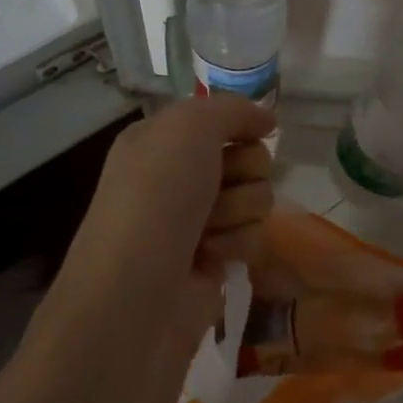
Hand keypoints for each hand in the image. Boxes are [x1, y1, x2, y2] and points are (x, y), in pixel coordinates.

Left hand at [51, 95, 275, 338]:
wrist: (135, 293)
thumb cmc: (156, 198)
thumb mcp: (188, 127)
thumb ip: (232, 109)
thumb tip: (266, 119)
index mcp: (160, 140)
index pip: (220, 119)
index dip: (240, 126)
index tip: (252, 134)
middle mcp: (177, 176)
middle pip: (248, 157)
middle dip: (243, 171)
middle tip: (218, 186)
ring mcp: (196, 220)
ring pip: (256, 197)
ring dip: (239, 210)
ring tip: (206, 230)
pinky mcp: (213, 260)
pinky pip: (252, 237)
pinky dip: (236, 244)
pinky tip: (210, 257)